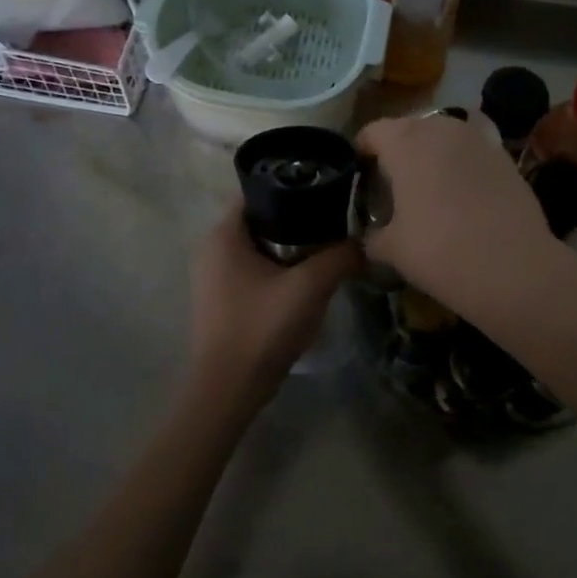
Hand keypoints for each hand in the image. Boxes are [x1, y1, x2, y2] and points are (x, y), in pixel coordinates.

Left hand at [188, 202, 359, 409]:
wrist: (229, 389)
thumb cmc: (263, 327)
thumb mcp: (311, 286)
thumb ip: (340, 256)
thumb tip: (365, 242)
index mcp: (223, 234)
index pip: (260, 191)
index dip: (294, 188)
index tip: (328, 194)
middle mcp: (212, 249)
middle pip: (262, 219)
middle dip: (298, 220)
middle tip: (335, 223)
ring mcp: (214, 277)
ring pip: (260, 248)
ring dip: (291, 248)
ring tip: (328, 250)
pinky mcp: (222, 300)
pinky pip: (254, 270)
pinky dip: (279, 269)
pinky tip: (307, 281)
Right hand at [355, 115, 565, 322]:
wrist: (514, 266)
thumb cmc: (440, 251)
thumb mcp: (393, 250)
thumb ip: (373, 236)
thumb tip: (371, 237)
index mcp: (404, 142)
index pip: (372, 132)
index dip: (361, 153)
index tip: (361, 177)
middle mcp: (440, 128)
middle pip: (408, 128)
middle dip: (398, 151)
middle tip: (393, 185)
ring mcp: (477, 138)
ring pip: (443, 136)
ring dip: (432, 154)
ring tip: (430, 188)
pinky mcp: (505, 156)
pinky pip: (472, 151)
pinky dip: (462, 165)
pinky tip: (464, 196)